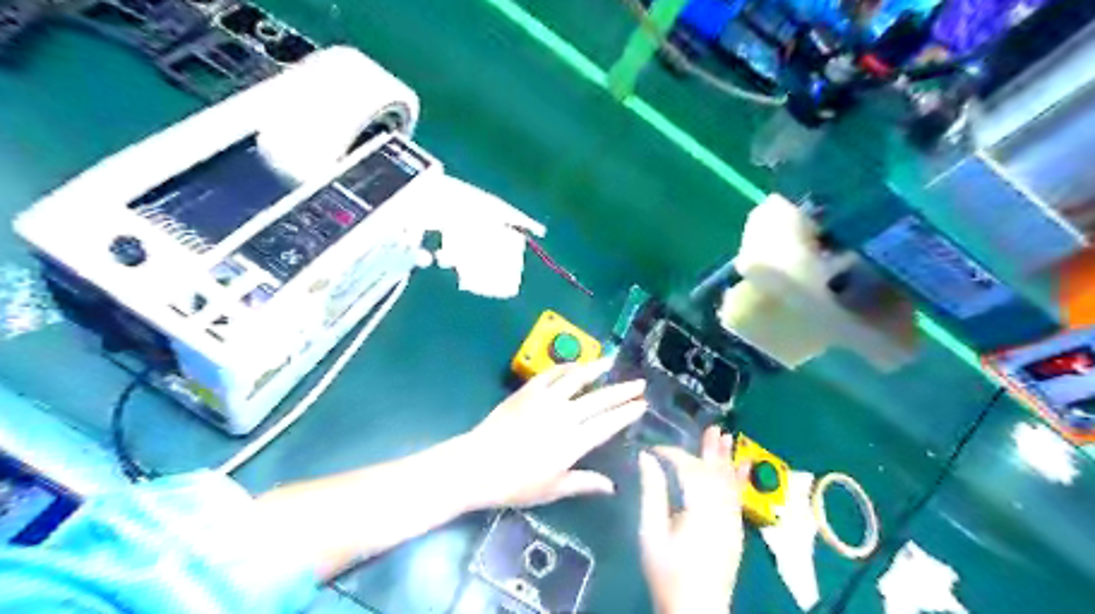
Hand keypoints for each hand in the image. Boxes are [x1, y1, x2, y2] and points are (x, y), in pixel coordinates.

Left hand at [459, 361, 642, 507]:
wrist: (478, 465)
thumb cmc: (516, 484)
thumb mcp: (553, 489)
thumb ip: (584, 483)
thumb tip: (612, 487)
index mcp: (574, 442)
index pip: (608, 423)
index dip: (627, 413)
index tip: (642, 405)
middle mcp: (565, 416)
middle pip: (600, 399)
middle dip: (622, 390)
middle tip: (639, 382)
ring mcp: (545, 399)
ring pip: (577, 378)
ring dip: (596, 369)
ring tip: (611, 361)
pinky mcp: (527, 391)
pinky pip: (551, 373)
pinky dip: (566, 367)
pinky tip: (576, 365)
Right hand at [639, 428, 748, 613]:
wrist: (697, 610)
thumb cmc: (667, 572)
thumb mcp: (651, 533)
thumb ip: (652, 493)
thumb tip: (646, 458)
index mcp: (698, 509)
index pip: (688, 469)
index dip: (672, 453)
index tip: (653, 448)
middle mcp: (721, 510)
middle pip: (715, 472)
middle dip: (711, 450)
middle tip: (712, 427)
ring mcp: (732, 520)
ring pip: (729, 482)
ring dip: (726, 458)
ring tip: (726, 436)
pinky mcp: (736, 530)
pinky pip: (738, 497)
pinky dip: (739, 478)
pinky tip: (743, 465)